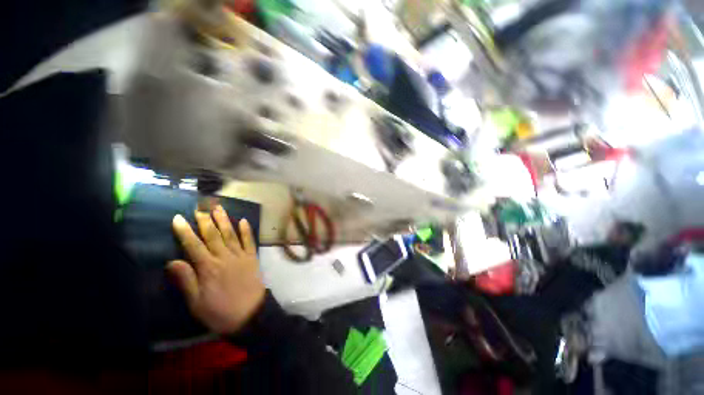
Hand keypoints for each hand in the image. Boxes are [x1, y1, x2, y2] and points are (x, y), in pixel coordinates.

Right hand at [167, 206, 264, 333]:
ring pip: (231, 235)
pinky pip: (249, 241)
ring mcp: (241, 256)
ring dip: (224, 221)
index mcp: (208, 268)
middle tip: (199, 208)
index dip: (185, 231)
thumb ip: (186, 280)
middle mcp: (225, 257)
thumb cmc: (220, 312)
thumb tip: (172, 261)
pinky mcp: (253, 258)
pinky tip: (243, 221)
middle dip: (205, 221)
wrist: (250, 315)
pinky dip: (246, 230)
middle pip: (213, 236)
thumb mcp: (196, 302)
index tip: (178, 218)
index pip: (193, 245)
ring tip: (218, 208)